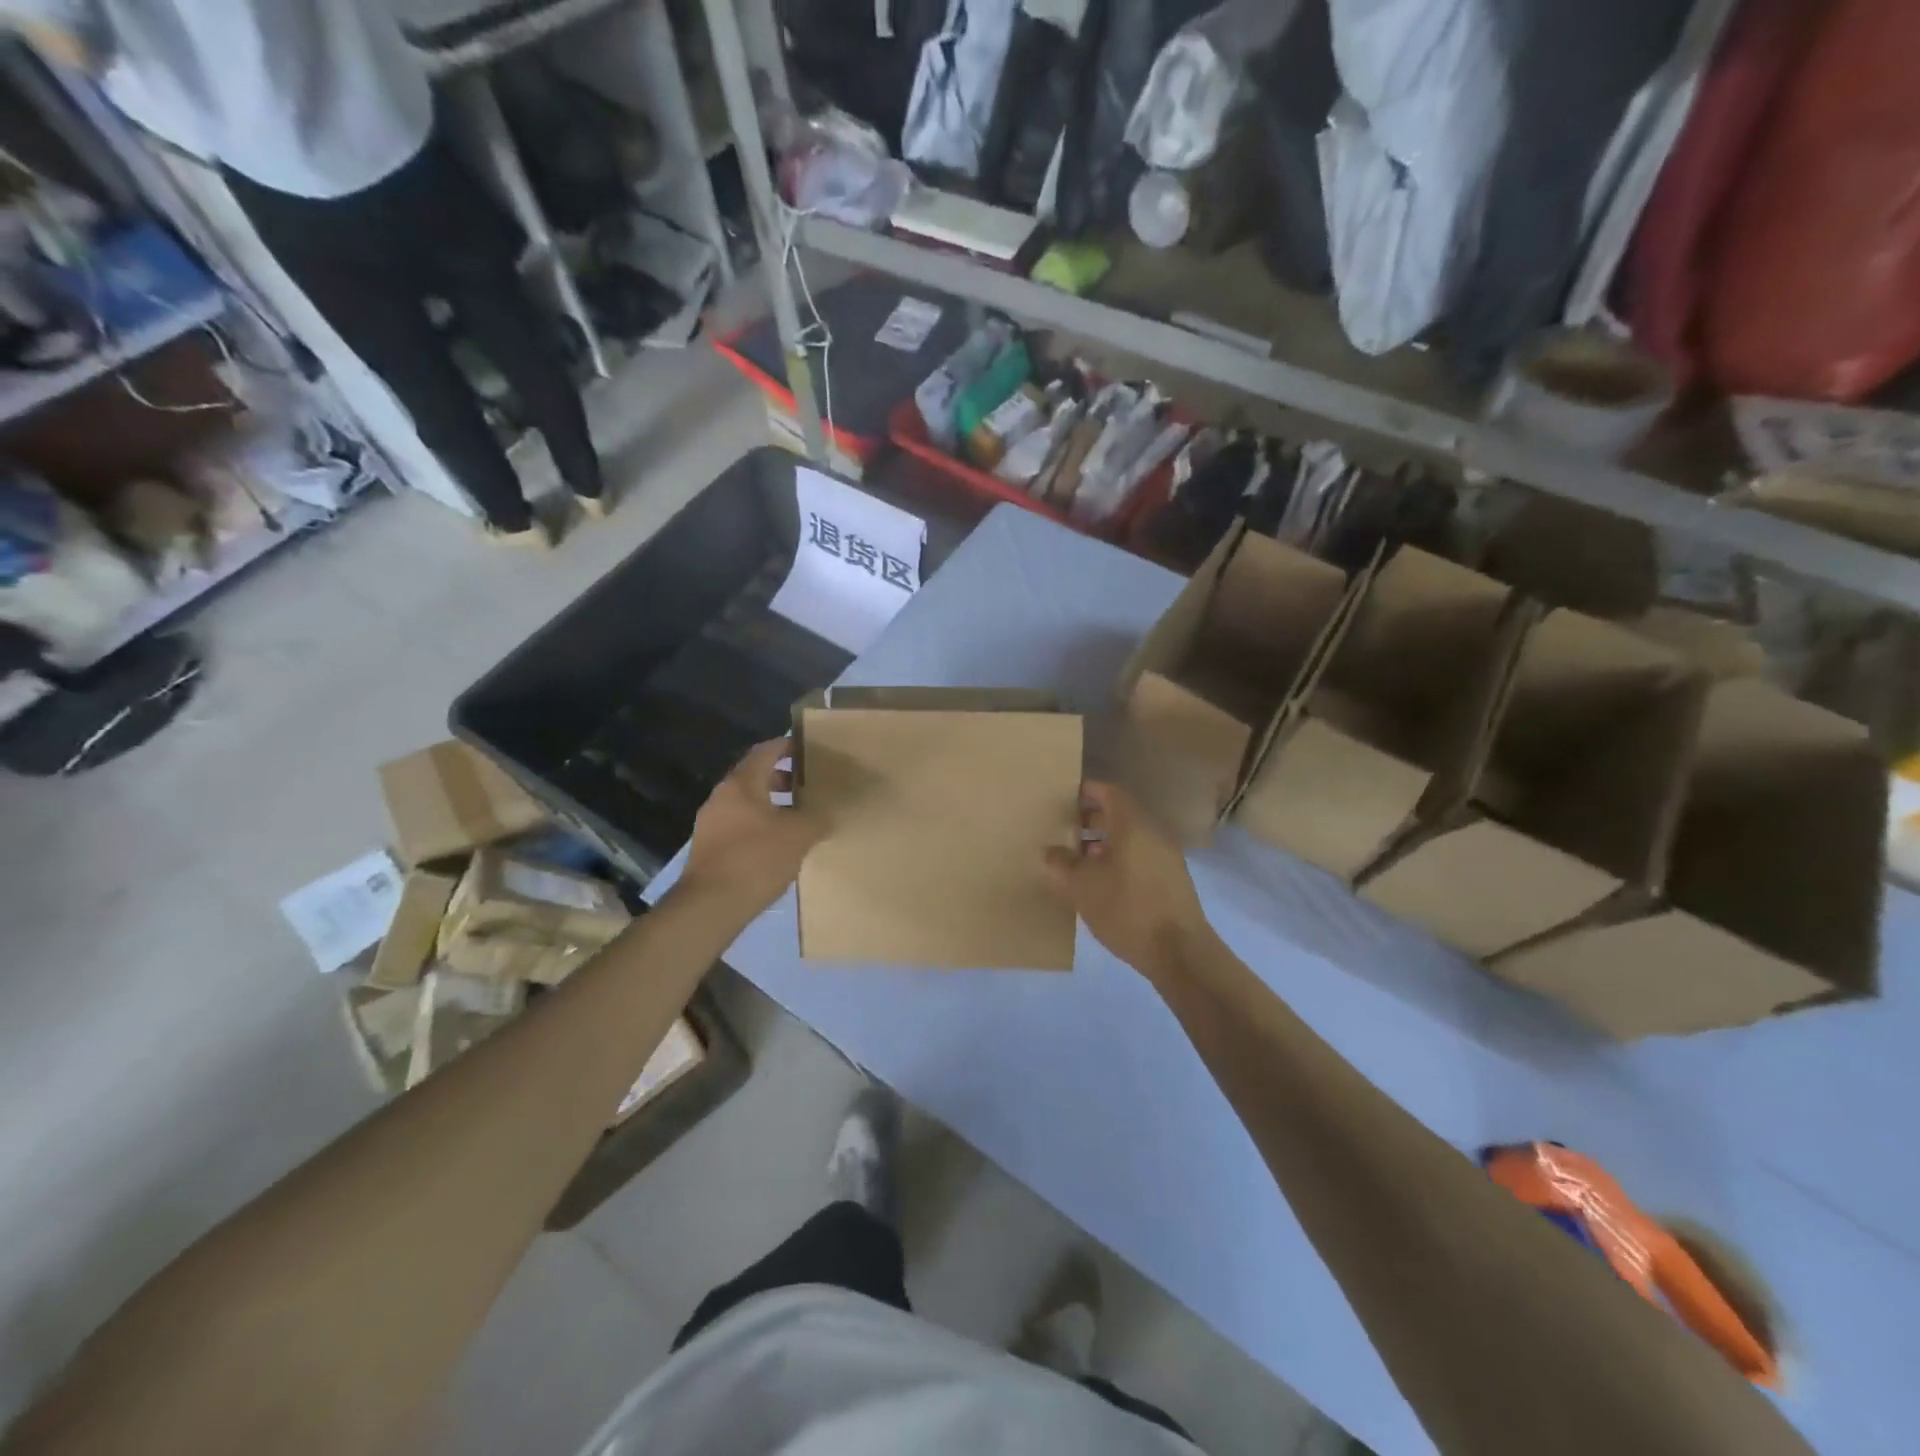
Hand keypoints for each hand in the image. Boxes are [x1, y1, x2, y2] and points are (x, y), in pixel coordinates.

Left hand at [679, 738, 822, 917]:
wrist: (711, 905)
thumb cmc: (757, 859)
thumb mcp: (799, 835)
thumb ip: (816, 818)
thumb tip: (825, 814)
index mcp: (741, 784)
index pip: (765, 751)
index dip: (787, 746)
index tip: (808, 748)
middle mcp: (721, 796)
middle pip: (754, 776)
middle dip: (782, 778)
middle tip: (809, 785)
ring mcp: (711, 823)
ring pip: (747, 803)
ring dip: (772, 804)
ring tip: (799, 816)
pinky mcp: (709, 848)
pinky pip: (739, 825)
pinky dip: (760, 824)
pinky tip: (779, 843)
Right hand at [1044, 782, 1214, 985]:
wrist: (1179, 952)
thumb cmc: (1127, 909)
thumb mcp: (1082, 886)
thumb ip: (1061, 863)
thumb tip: (1052, 852)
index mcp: (1133, 825)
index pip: (1110, 792)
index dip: (1087, 792)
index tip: (1064, 799)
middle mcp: (1154, 833)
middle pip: (1120, 814)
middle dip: (1091, 819)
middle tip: (1064, 831)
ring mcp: (1167, 857)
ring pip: (1130, 838)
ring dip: (1104, 842)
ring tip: (1078, 860)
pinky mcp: (1172, 880)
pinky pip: (1141, 856)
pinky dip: (1119, 859)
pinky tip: (1101, 883)